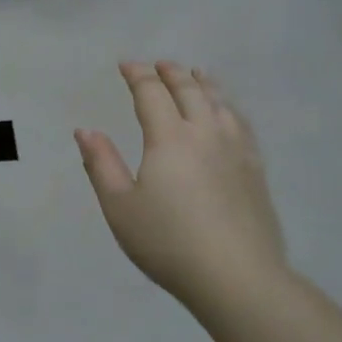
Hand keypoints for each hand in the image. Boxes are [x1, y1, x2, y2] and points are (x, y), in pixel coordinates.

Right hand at [75, 61, 286, 304]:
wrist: (237, 277)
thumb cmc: (168, 242)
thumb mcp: (120, 207)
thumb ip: (101, 164)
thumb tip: (85, 130)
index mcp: (169, 138)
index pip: (151, 93)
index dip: (137, 75)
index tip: (126, 65)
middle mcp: (205, 132)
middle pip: (189, 90)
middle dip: (171, 73)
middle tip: (159, 64)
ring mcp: (236, 149)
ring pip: (219, 102)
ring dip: (203, 83)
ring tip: (196, 75)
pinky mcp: (256, 169)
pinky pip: (241, 123)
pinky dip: (228, 106)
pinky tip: (227, 113)